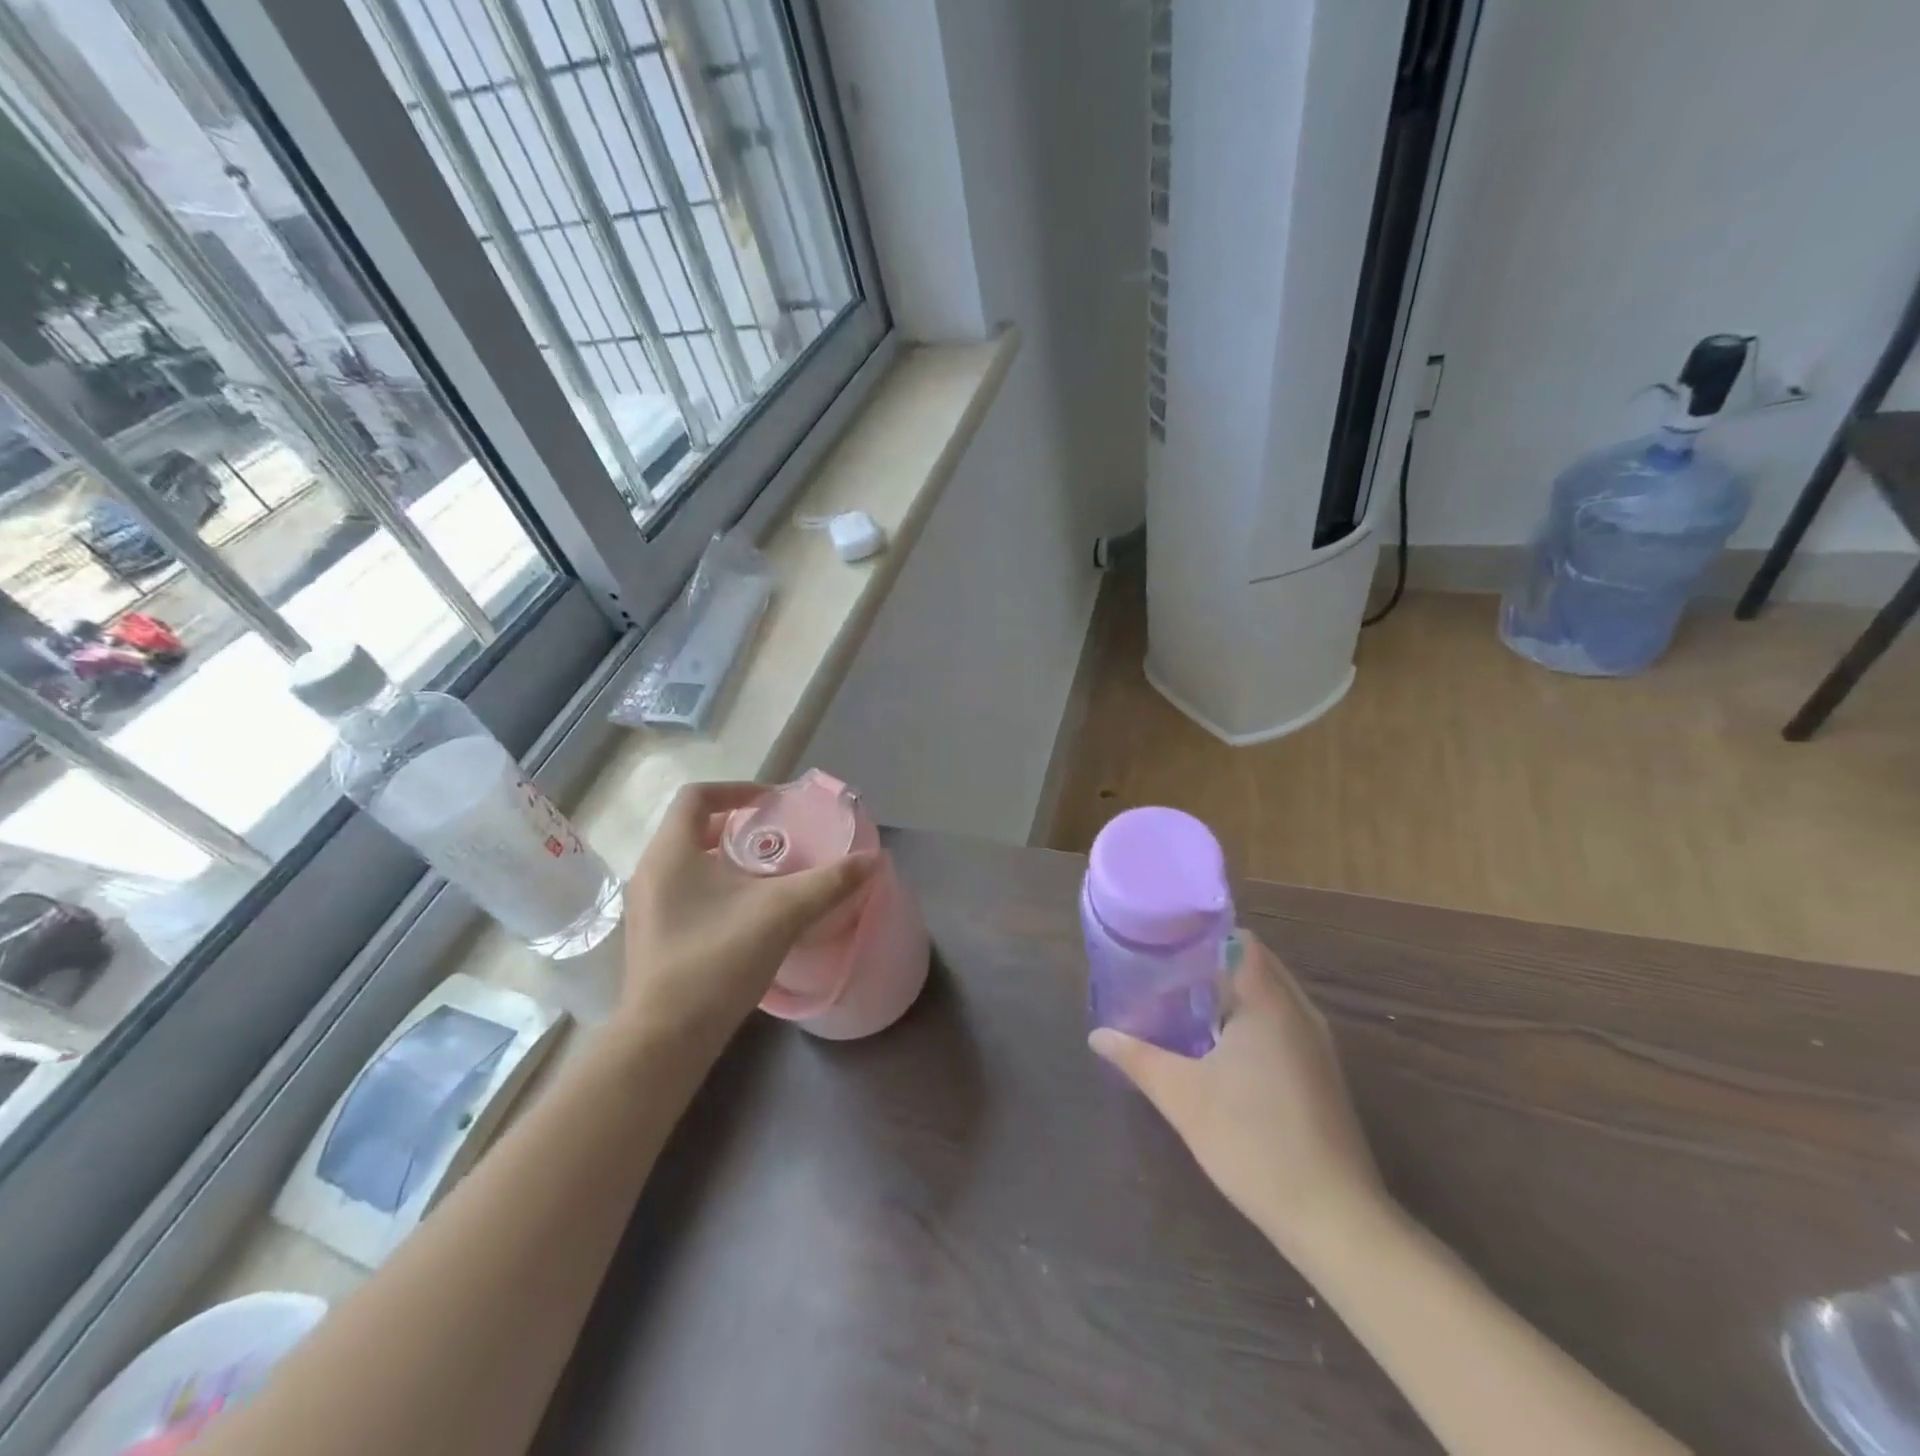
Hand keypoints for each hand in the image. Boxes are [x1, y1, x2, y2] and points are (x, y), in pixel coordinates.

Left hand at [619, 781, 877, 1052]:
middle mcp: (650, 872)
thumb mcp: (783, 912)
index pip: (697, 796)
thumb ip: (830, 881)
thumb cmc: (718, 959)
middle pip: (692, 828)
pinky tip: (747, 914)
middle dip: (737, 827)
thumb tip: (873, 858)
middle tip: (778, 837)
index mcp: (671, 852)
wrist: (667, 1039)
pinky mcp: (651, 937)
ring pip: (688, 863)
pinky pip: (684, 892)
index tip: (774, 803)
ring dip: (727, 859)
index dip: (738, 790)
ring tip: (768, 874)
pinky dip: (715, 887)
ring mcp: (645, 907)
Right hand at [1090, 931, 1386, 1255]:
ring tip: (1184, 1006)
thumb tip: (1097, 1035)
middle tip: (1164, 975)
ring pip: (1270, 997)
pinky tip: (1220, 1049)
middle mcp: (1300, 1012)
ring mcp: (1317, 1045)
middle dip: (1211, 966)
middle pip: (1255, 965)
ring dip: (1232, 996)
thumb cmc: (1252, 1140)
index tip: (1165, 943)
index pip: (1240, 940)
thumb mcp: (1182, 1096)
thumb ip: (1137, 1058)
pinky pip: (1283, 1025)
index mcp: (1270, 1001)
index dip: (1202, 935)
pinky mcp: (1322, 1075)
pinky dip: (1251, 1022)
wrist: (1332, 1217)